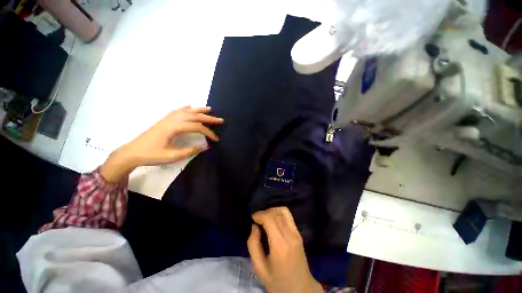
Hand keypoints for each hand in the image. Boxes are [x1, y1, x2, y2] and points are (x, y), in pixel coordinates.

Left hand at [100, 106, 223, 181]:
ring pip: (187, 111)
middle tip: (220, 119)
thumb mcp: (172, 156)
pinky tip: (190, 106)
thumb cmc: (151, 155)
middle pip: (194, 116)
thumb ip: (190, 151)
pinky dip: (186, 108)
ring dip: (199, 110)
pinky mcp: (165, 120)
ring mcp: (168, 118)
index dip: (209, 133)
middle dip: (209, 118)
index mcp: (174, 127)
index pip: (197, 127)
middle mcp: (172, 119)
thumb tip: (205, 147)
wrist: (132, 152)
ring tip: (210, 109)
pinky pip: (178, 110)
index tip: (216, 139)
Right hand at [247, 207, 323, 292]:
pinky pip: (288, 216)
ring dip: (272, 210)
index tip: (252, 218)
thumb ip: (253, 245)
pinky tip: (273, 219)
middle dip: (264, 212)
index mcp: (280, 246)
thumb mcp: (260, 268)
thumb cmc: (278, 281)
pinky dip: (279, 212)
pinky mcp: (299, 233)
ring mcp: (297, 234)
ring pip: (283, 211)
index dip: (260, 215)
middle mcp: (290, 236)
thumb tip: (254, 227)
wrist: (301, 289)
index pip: (270, 219)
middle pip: (276, 214)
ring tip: (264, 218)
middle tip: (256, 219)